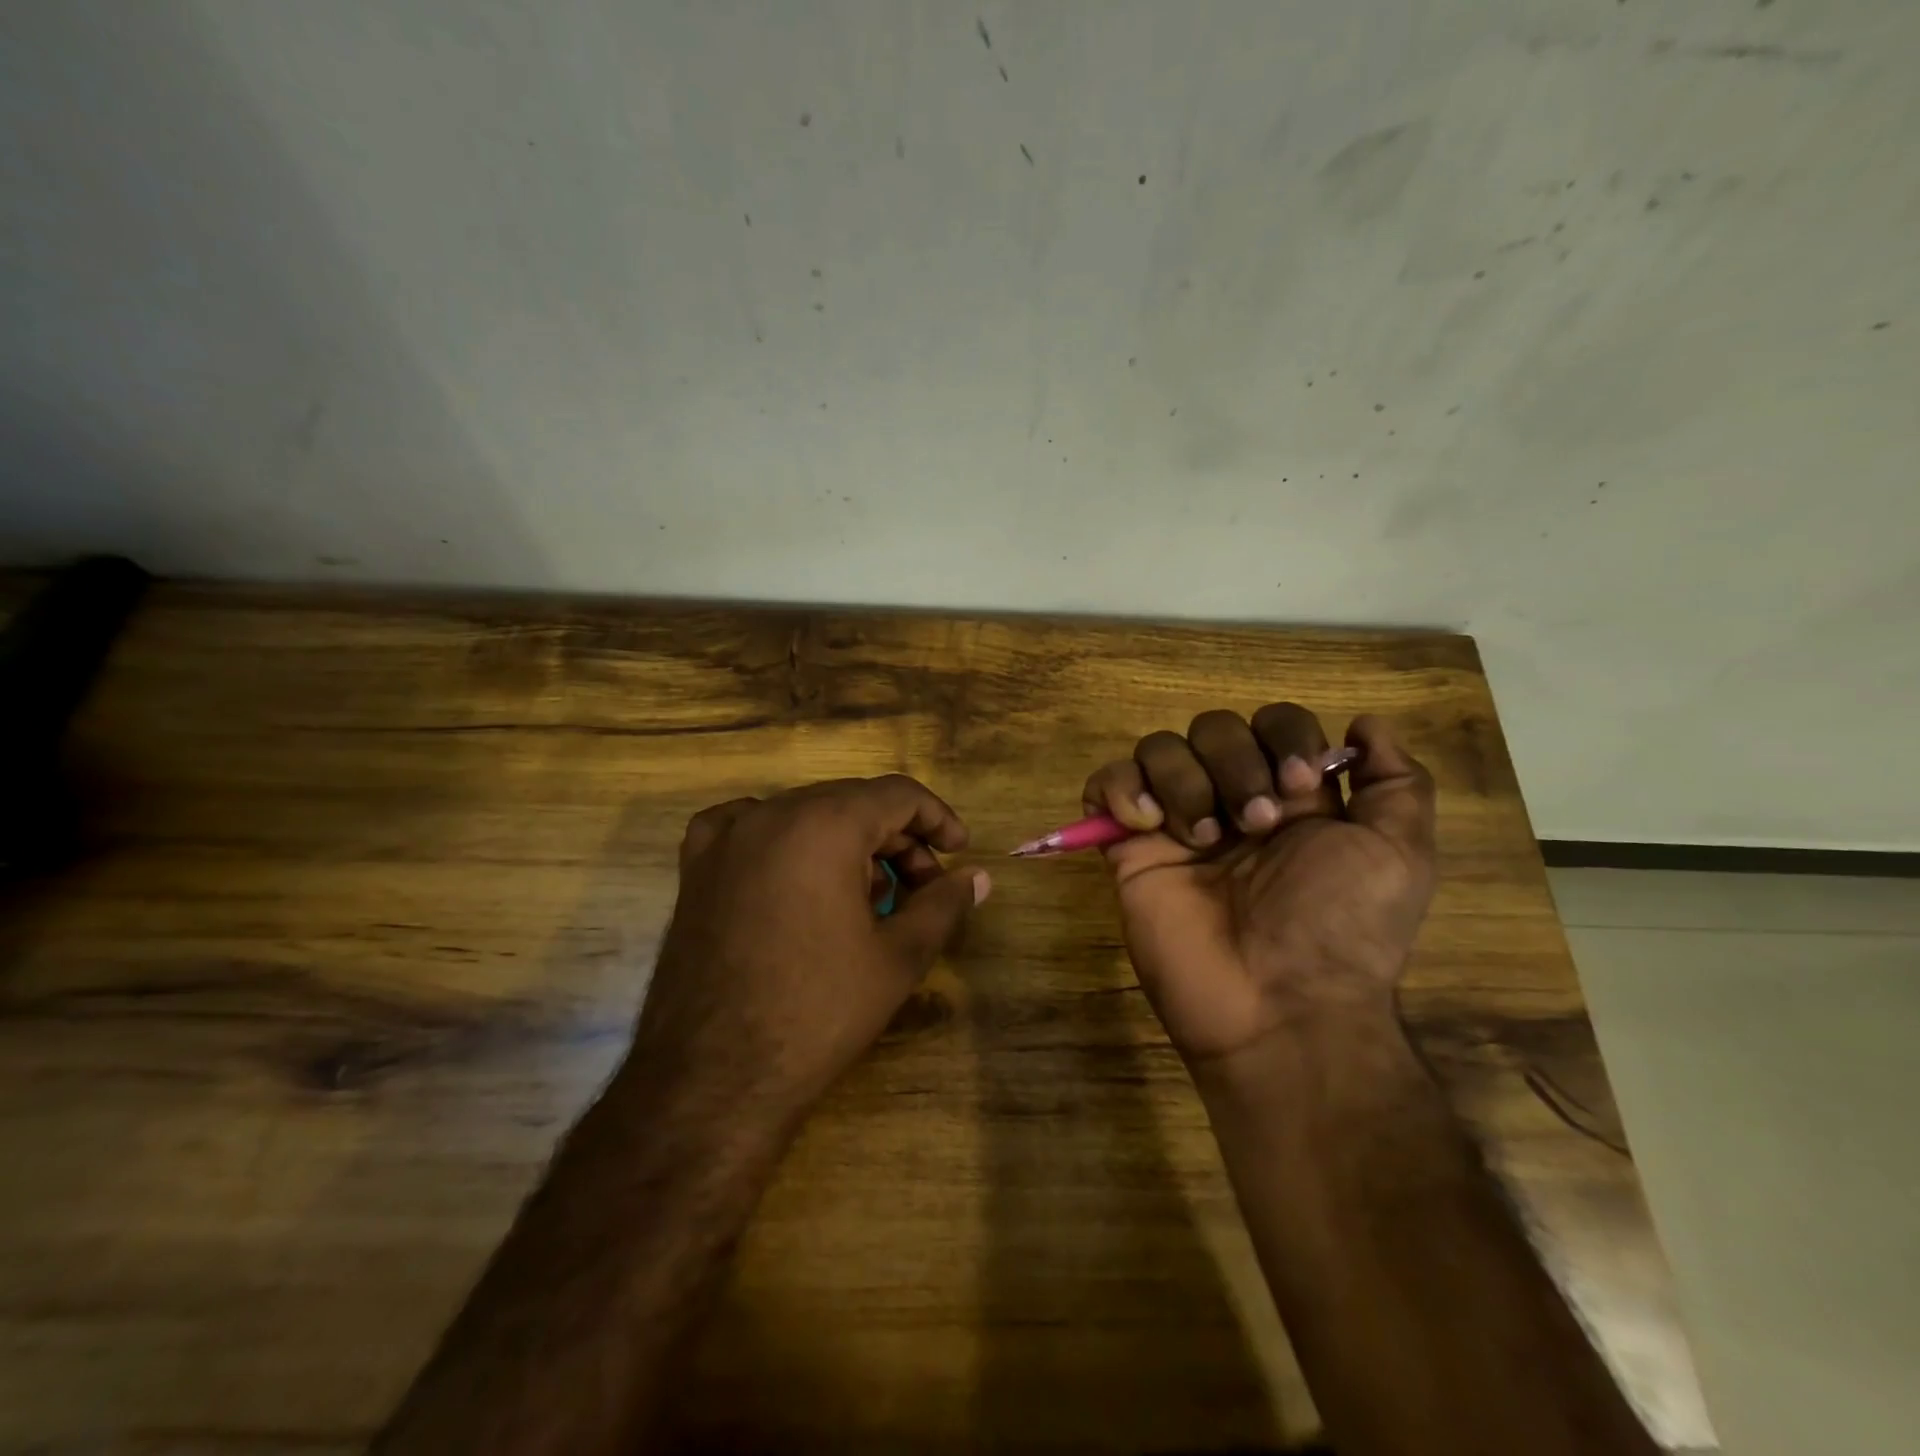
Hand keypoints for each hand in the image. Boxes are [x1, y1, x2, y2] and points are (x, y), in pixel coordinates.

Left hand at [622, 777, 989, 1131]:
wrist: (714, 1077)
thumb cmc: (819, 1011)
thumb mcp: (898, 957)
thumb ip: (943, 904)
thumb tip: (979, 877)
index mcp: (825, 824)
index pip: (897, 795)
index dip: (937, 819)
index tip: (958, 852)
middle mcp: (771, 813)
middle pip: (851, 802)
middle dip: (895, 838)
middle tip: (919, 888)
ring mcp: (725, 838)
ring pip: (805, 815)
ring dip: (846, 843)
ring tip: (865, 897)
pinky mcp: (694, 868)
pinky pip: (747, 828)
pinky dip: (783, 840)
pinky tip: (794, 873)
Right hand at [1082, 706, 1435, 1066]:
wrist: (1279, 1005)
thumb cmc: (1343, 928)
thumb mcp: (1400, 854)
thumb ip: (1396, 782)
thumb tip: (1365, 723)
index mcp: (1290, 796)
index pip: (1273, 721)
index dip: (1284, 736)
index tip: (1299, 785)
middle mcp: (1231, 799)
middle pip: (1212, 727)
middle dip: (1235, 764)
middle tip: (1255, 825)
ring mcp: (1176, 824)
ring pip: (1159, 748)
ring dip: (1184, 780)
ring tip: (1203, 839)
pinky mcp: (1129, 849)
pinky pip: (1104, 786)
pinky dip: (1119, 788)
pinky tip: (1147, 825)